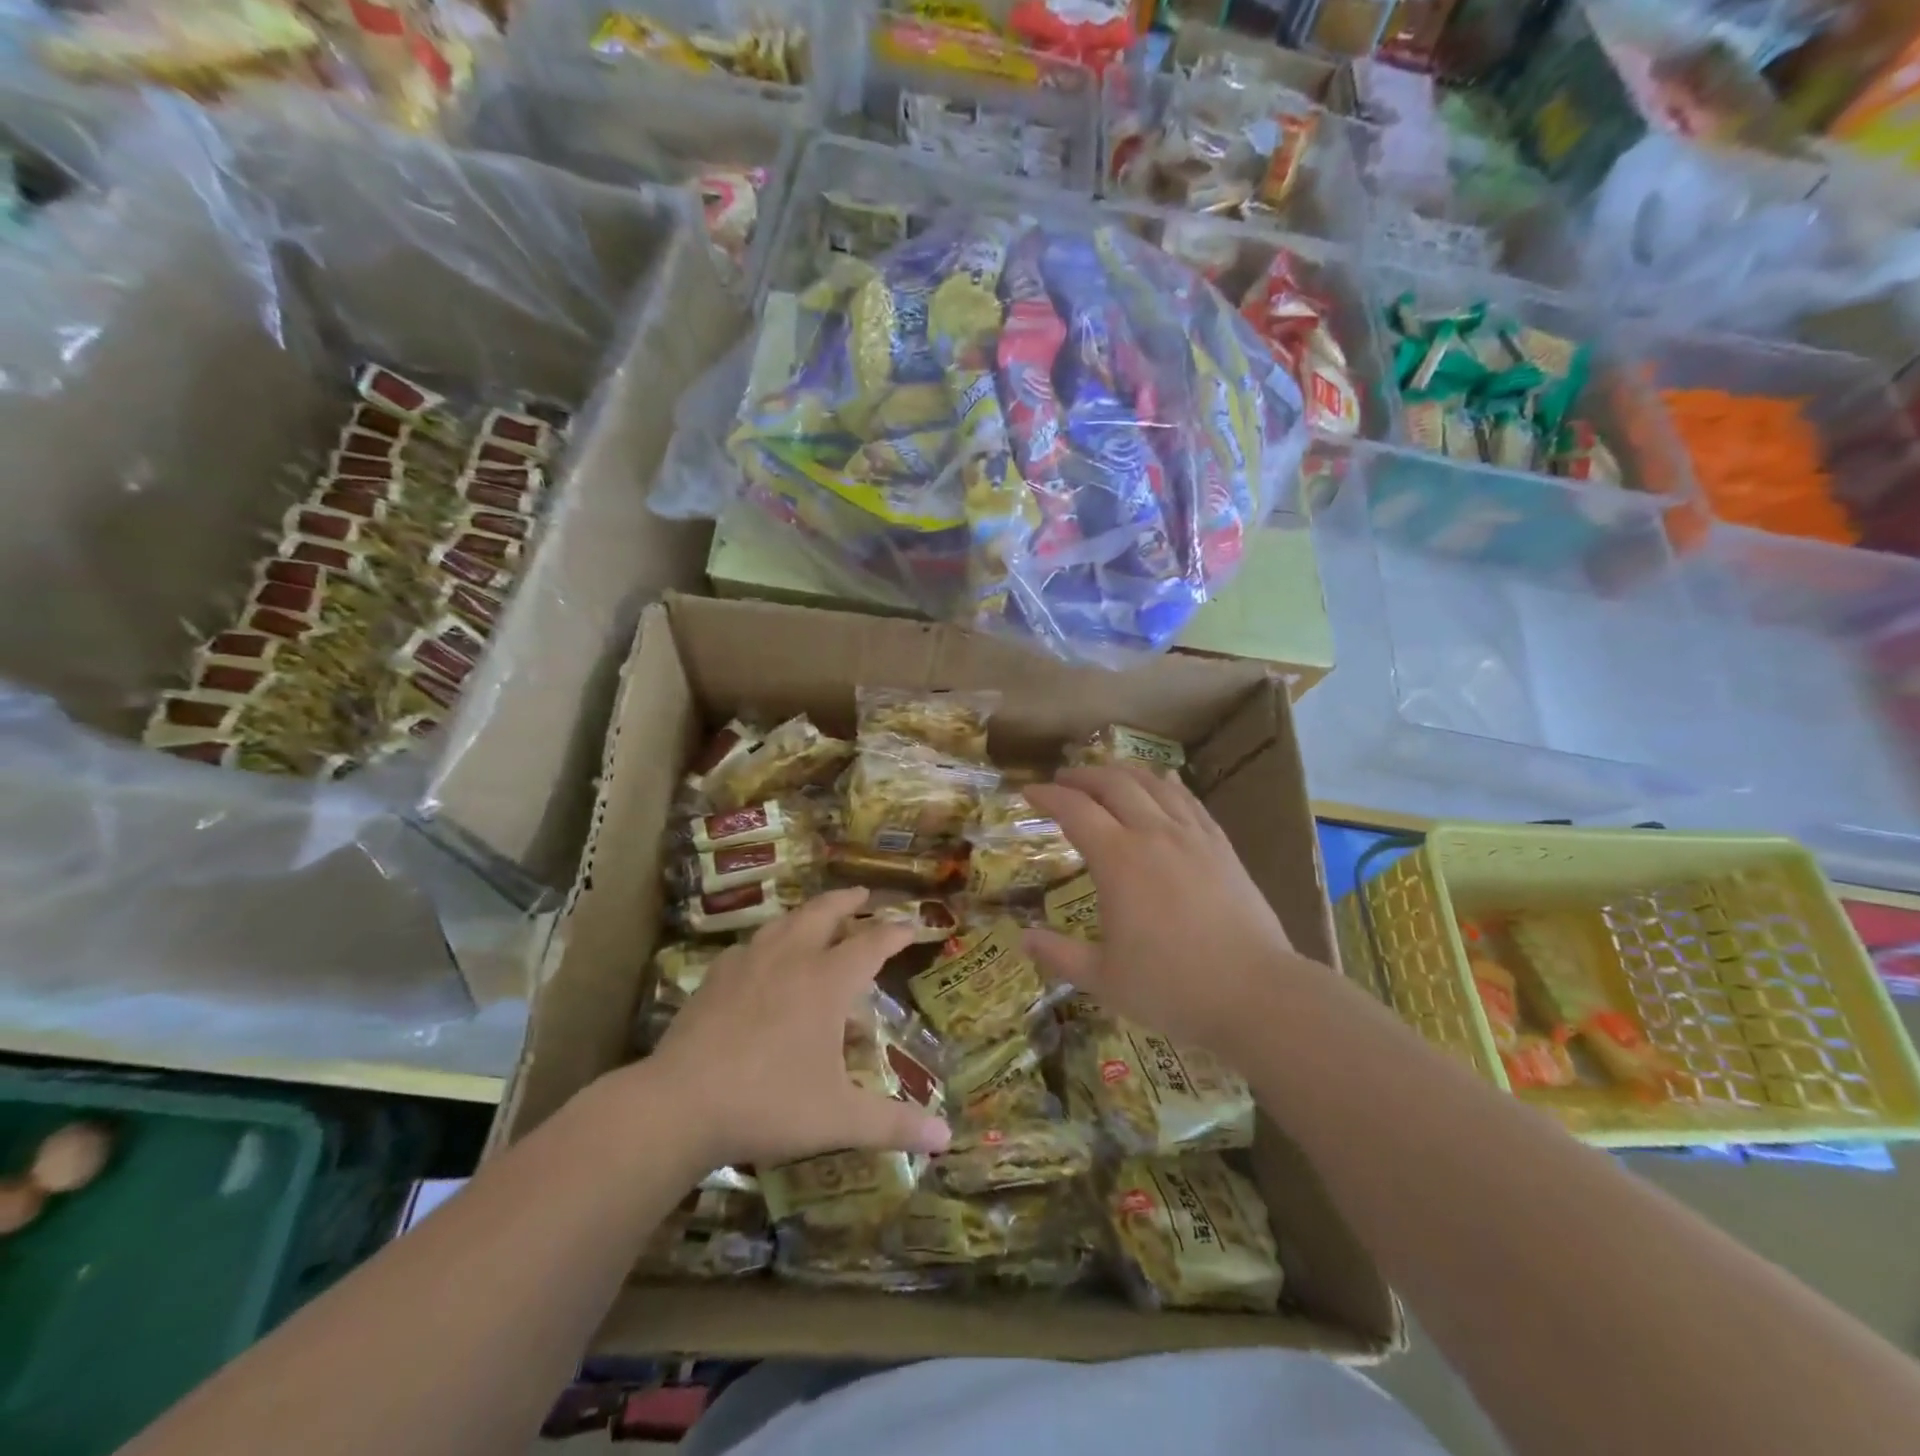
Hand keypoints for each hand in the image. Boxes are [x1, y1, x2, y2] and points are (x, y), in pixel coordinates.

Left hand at [643, 887, 951, 1170]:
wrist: (680, 1104)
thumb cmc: (769, 1103)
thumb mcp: (838, 1118)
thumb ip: (893, 1123)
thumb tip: (946, 1137)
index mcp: (827, 981)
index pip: (871, 944)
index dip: (895, 933)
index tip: (911, 925)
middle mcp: (791, 959)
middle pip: (823, 913)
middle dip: (847, 901)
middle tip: (862, 894)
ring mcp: (749, 964)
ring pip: (784, 923)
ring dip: (806, 914)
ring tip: (815, 915)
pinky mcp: (715, 979)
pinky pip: (749, 947)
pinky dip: (767, 942)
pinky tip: (761, 958)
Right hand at [1023, 765, 1302, 1060]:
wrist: (1257, 993)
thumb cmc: (1173, 988)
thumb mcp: (1104, 979)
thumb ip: (1060, 955)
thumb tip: (1023, 940)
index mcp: (1118, 860)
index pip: (1075, 811)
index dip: (1048, 796)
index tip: (1029, 792)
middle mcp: (1153, 834)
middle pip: (1114, 785)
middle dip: (1083, 776)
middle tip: (1063, 780)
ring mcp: (1192, 837)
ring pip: (1153, 785)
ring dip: (1123, 773)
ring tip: (1106, 775)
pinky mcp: (1222, 846)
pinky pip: (1190, 801)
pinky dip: (1168, 785)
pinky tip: (1164, 782)